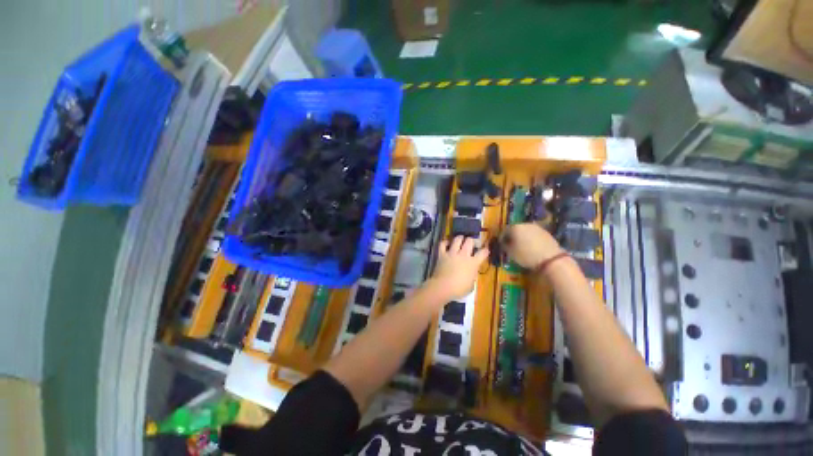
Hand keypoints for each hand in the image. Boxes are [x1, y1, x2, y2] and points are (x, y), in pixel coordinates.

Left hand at [430, 236, 488, 299]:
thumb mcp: (471, 285)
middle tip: (471, 243)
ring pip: (457, 239)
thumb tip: (471, 272)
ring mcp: (452, 253)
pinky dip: (445, 242)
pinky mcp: (442, 254)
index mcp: (473, 263)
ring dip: (460, 238)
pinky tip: (446, 243)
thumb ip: (472, 275)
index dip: (485, 250)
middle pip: (470, 241)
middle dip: (471, 240)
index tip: (486, 250)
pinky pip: (442, 244)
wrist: (443, 287)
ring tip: (460, 239)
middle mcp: (463, 255)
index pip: (483, 253)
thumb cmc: (459, 289)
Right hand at [501, 223, 563, 268]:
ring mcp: (536, 227)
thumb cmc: (526, 255)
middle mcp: (525, 224)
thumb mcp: (510, 252)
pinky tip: (531, 247)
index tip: (501, 244)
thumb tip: (504, 242)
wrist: (551, 259)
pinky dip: (531, 239)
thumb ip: (505, 245)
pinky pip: (534, 234)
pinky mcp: (546, 232)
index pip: (504, 230)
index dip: (502, 238)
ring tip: (521, 246)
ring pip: (525, 231)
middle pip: (515, 229)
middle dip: (512, 236)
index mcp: (515, 227)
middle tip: (511, 245)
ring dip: (522, 237)